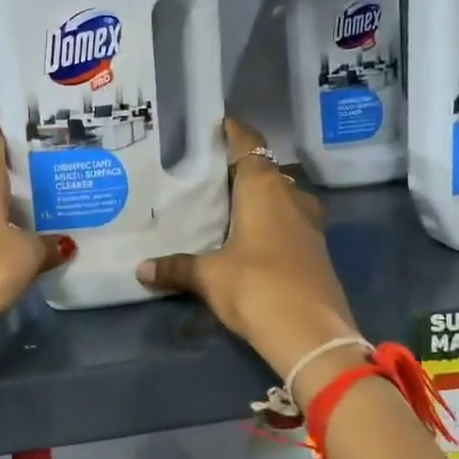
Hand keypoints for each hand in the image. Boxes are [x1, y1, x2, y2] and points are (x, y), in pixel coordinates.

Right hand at [137, 118, 362, 397]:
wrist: (313, 334)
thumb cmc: (256, 287)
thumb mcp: (209, 277)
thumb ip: (177, 268)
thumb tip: (142, 269)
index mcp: (264, 189)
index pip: (249, 146)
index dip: (235, 133)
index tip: (221, 124)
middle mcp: (291, 198)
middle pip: (267, 171)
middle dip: (244, 169)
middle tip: (213, 174)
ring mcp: (310, 225)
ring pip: (284, 197)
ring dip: (262, 197)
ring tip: (232, 206)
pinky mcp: (317, 252)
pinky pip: (291, 223)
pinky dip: (273, 222)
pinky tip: (253, 239)